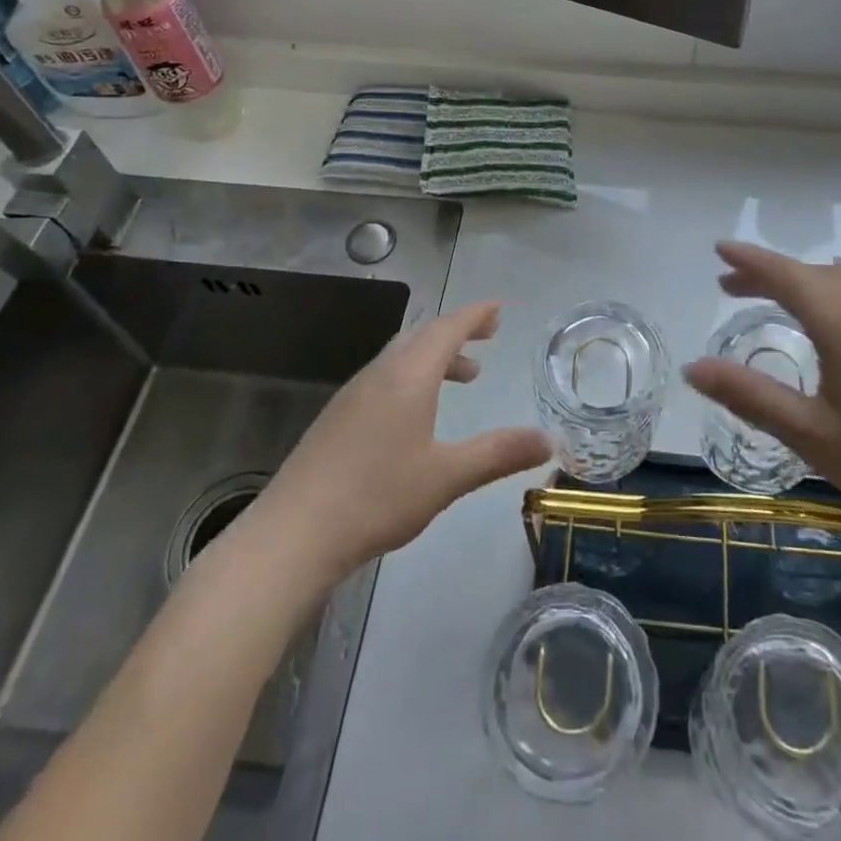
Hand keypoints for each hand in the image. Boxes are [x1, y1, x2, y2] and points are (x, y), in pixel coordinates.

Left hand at [248, 302, 551, 583]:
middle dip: (458, 332)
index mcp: (408, 376)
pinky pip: (384, 376)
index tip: (498, 308)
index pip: (448, 328)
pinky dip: (412, 376)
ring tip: (463, 378)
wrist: (293, 533)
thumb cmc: (377, 497)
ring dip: (435, 356)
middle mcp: (380, 373)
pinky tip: (416, 413)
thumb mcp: (447, 477)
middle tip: (487, 338)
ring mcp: (353, 394)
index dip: (475, 315)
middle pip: (423, 335)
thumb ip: (498, 453)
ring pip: (401, 356)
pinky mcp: (337, 417)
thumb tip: (547, 440)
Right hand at [684, 242, 840, 549]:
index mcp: (840, 321)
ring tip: (774, 294)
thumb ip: (748, 395)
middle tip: (728, 286)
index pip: (784, 275)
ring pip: (840, 278)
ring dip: (802, 278)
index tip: (719, 248)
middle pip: (810, 272)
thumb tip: (691, 368)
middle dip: (768, 272)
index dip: (749, 260)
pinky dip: (835, 284)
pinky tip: (838, 305)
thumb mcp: (809, 433)